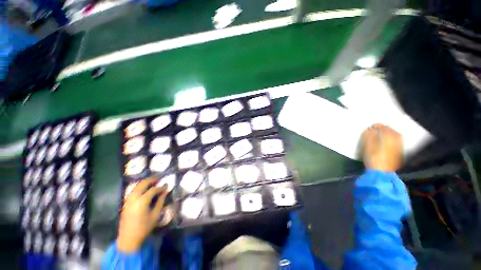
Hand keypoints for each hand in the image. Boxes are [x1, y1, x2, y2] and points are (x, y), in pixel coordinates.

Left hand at [117, 178, 167, 252]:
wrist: (128, 239)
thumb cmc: (144, 227)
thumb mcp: (155, 215)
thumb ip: (160, 201)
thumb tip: (165, 191)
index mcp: (142, 201)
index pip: (153, 189)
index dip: (161, 187)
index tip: (166, 186)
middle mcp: (134, 198)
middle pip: (143, 184)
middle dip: (152, 180)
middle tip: (159, 178)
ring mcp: (128, 200)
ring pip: (137, 186)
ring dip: (145, 182)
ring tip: (153, 182)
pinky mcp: (126, 203)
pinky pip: (133, 191)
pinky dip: (140, 187)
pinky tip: (144, 189)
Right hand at [362, 124, 402, 171]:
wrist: (382, 173)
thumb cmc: (373, 159)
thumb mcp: (367, 147)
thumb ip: (369, 137)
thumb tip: (370, 129)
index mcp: (388, 139)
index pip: (384, 128)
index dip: (378, 126)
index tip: (372, 125)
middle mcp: (396, 142)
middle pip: (392, 131)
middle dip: (385, 129)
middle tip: (378, 128)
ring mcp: (398, 148)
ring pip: (396, 137)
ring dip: (389, 133)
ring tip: (383, 133)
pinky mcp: (398, 153)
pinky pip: (398, 142)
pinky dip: (393, 139)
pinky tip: (388, 141)